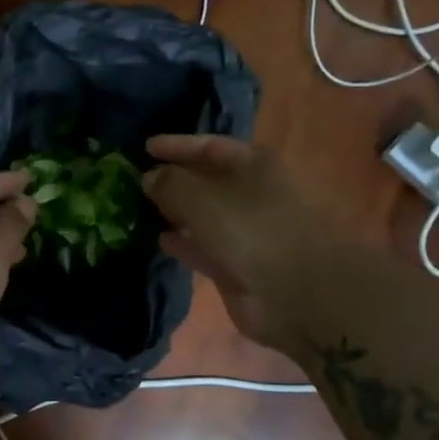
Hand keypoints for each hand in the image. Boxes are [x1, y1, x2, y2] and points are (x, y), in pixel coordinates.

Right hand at [142, 135, 315, 354]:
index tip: (146, 147)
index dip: (178, 145)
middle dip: (175, 180)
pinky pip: (206, 247)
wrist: (300, 294)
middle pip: (208, 181)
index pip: (211, 146)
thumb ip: (170, 183)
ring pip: (206, 216)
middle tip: (138, 182)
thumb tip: (149, 177)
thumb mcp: (201, 198)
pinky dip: (185, 242)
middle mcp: (253, 194)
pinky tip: (160, 240)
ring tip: (141, 210)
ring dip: (177, 213)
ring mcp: (249, 232)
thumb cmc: (252, 231)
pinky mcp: (241, 266)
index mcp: (254, 165)